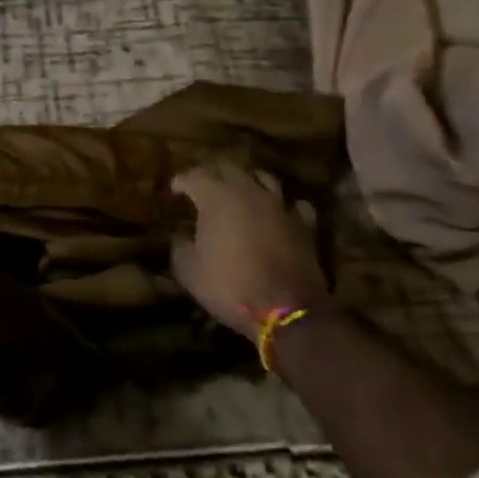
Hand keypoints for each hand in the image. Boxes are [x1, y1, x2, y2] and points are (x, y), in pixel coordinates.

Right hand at [170, 162, 329, 338]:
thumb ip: (180, 248)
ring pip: (263, 178)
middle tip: (204, 184)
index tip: (175, 189)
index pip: (193, 176)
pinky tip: (280, 212)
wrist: (286, 308)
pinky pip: (294, 204)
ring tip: (241, 190)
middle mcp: (248, 191)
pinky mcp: (303, 224)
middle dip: (213, 173)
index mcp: (216, 196)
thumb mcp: (190, 272)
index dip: (181, 181)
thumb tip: (179, 238)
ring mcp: (279, 205)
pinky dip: (285, 205)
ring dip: (249, 181)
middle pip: (228, 168)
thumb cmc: (230, 285)